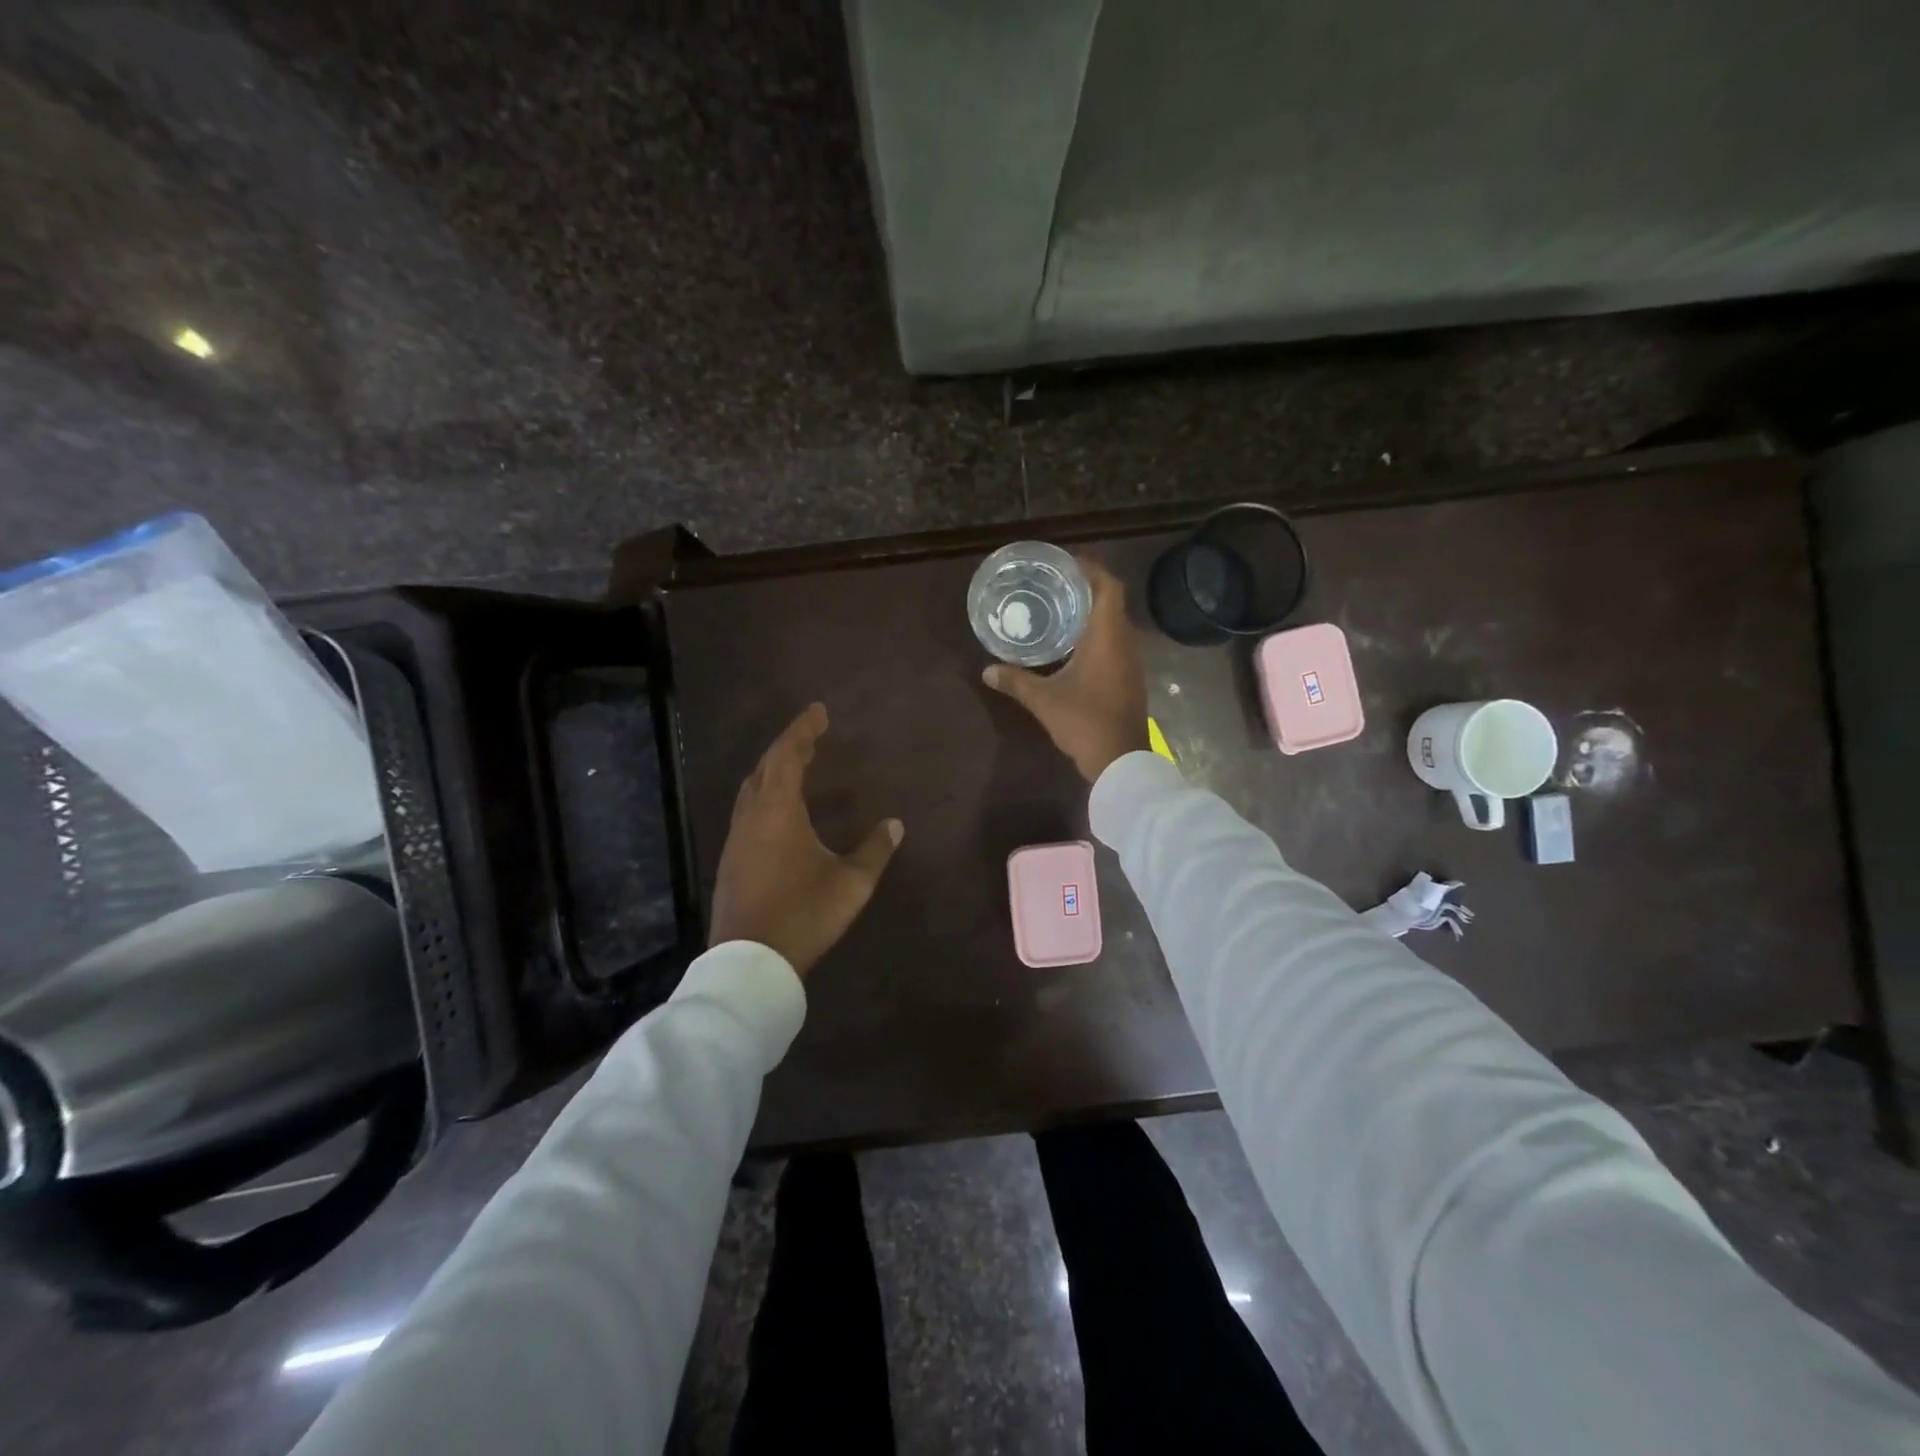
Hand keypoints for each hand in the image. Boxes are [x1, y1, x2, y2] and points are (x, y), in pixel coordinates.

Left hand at [708, 703, 903, 976]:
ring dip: (772, 771)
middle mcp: (751, 817)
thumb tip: (894, 824)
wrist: (750, 963)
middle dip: (787, 746)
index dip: (803, 730)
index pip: (787, 755)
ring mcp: (736, 840)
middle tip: (811, 736)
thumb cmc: (803, 913)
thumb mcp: (850, 883)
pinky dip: (765, 796)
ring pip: (752, 790)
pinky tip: (780, 813)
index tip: (819, 711)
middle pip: (765, 767)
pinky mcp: (731, 862)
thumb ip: (874, 850)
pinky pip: (748, 812)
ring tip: (796, 766)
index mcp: (778, 811)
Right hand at [982, 558, 1148, 782]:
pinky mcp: (1130, 679)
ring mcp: (1131, 662)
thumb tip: (987, 670)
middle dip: (1086, 589)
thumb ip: (1016, 681)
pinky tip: (1073, 646)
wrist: (1121, 761)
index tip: (1066, 564)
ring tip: (1061, 610)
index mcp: (1107, 637)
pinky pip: (1115, 644)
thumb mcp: (1044, 700)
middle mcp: (1125, 643)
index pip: (1108, 587)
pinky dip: (1097, 636)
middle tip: (1055, 585)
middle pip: (1112, 602)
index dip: (1091, 569)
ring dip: (1092, 613)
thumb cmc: (1084, 722)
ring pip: (1115, 625)